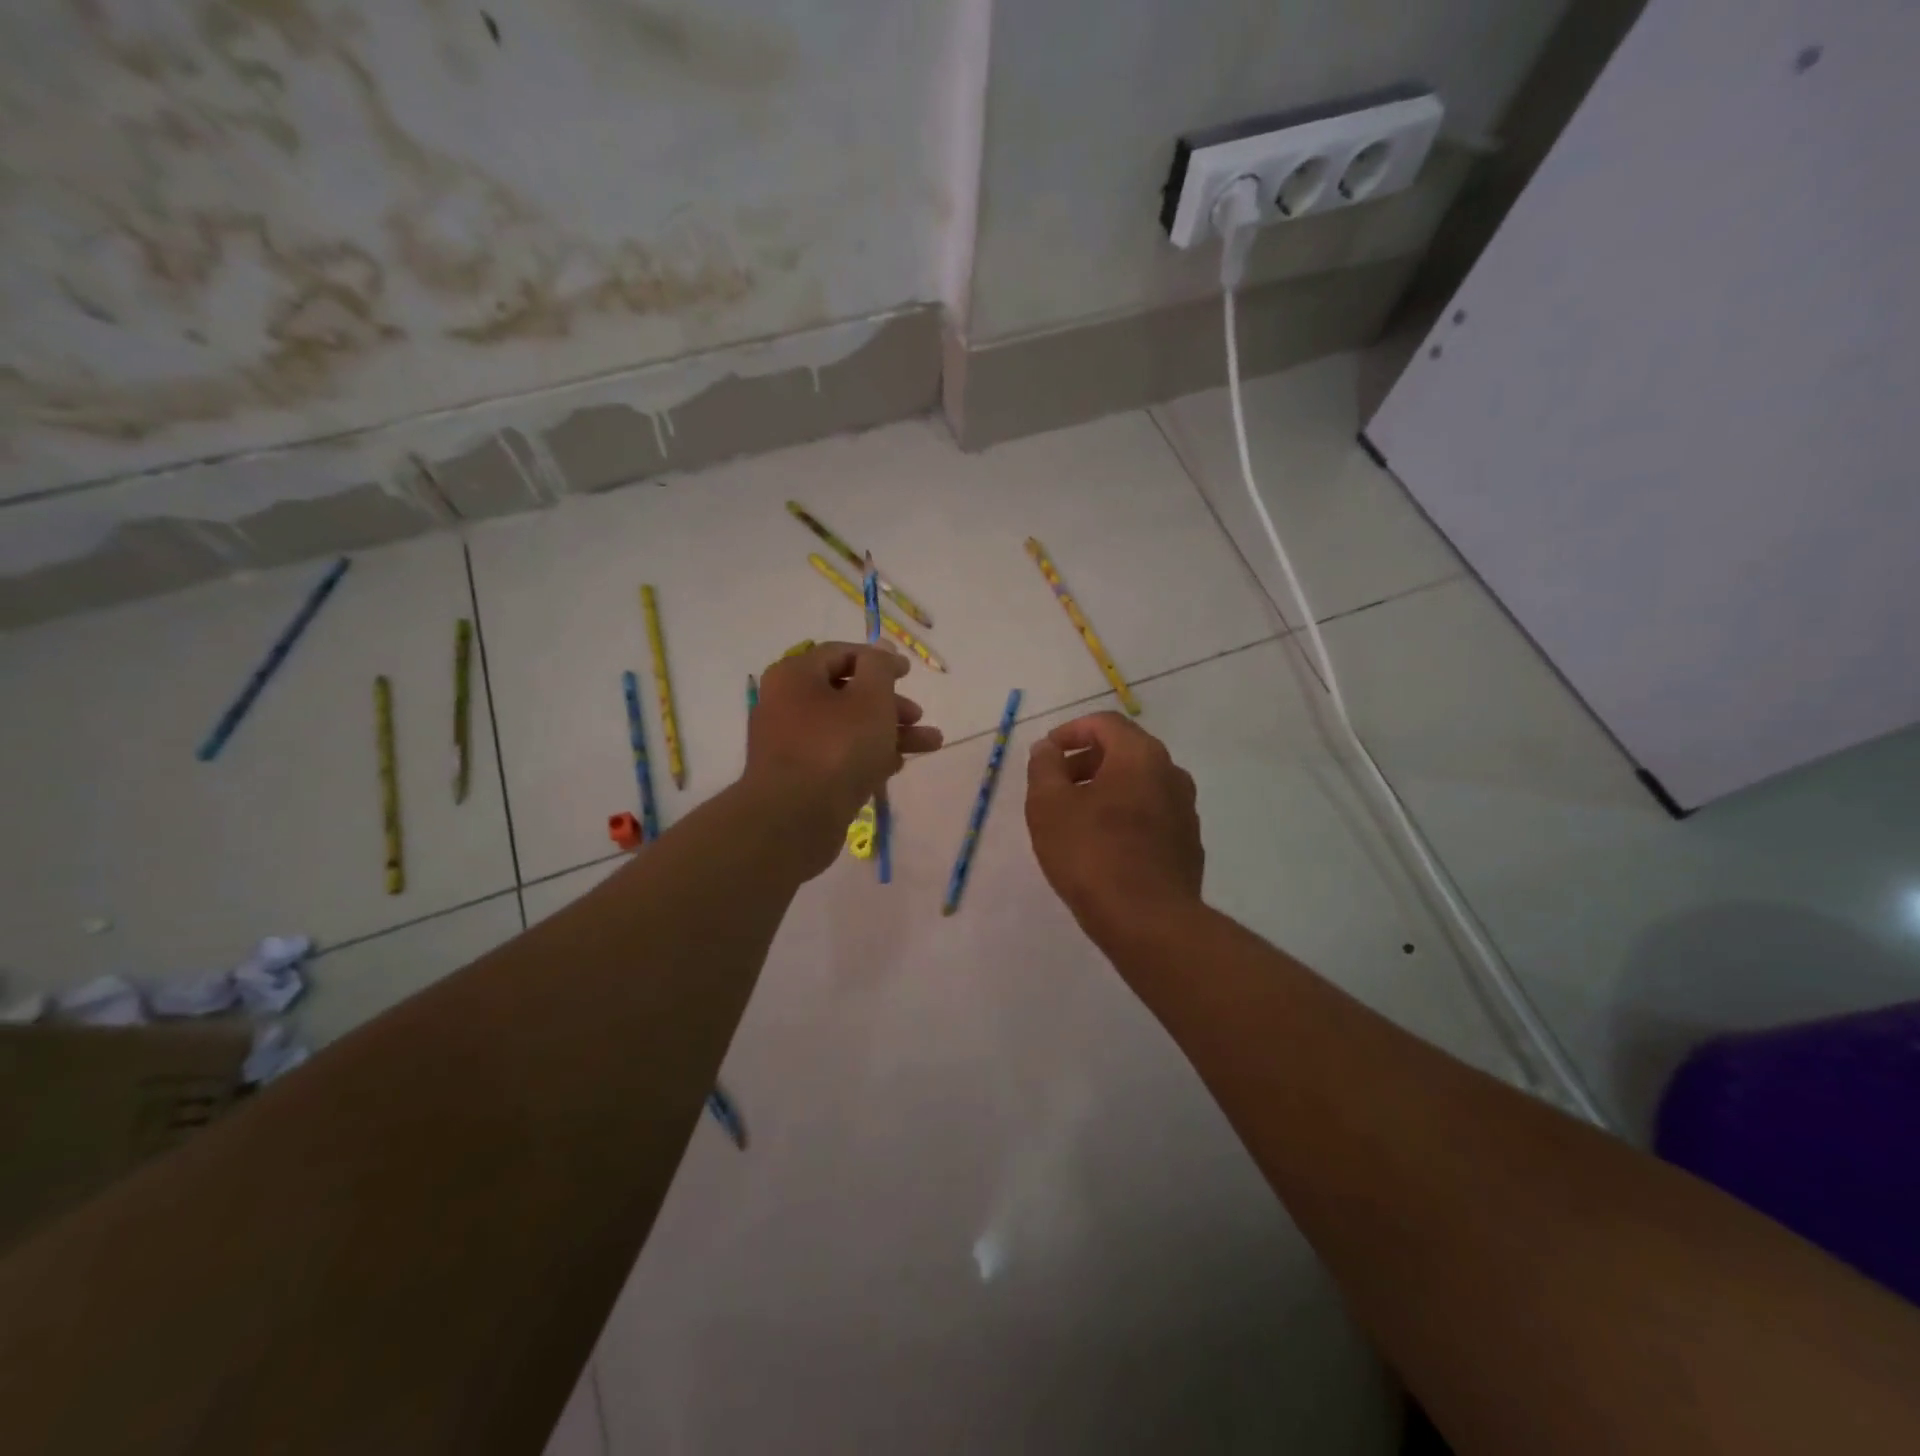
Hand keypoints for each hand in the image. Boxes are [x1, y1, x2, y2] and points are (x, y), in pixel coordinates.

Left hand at [745, 641, 941, 871]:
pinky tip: (897, 766)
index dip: (879, 660)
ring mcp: (791, 744)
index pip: (841, 654)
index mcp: (795, 676)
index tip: (909, 673)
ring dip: (890, 732)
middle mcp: (786, 704)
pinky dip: (868, 756)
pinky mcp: (799, 777)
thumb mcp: (870, 698)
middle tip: (918, 715)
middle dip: (890, 703)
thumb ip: (880, 668)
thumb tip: (881, 648)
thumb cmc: (836, 748)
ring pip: (848, 728)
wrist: (794, 820)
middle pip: (846, 693)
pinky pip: (838, 757)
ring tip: (931, 744)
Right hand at [1025, 712, 1202, 942]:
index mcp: (1141, 755)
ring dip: (1105, 790)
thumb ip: (1044, 767)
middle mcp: (1171, 773)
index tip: (1046, 753)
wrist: (1148, 921)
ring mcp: (1185, 810)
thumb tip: (1048, 748)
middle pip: (1124, 751)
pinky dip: (1125, 816)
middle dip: (1086, 761)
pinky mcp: (1188, 844)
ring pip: (1139, 785)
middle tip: (1055, 786)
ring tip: (1075, 818)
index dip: (1070, 731)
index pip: (1104, 723)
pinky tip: (1103, 846)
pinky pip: (1151, 815)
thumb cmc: (1092, 854)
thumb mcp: (1049, 805)